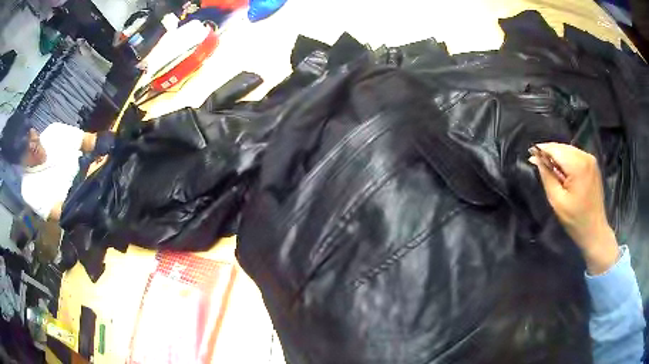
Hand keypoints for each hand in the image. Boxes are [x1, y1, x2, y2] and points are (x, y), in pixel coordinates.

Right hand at [529, 143, 618, 274]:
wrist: (595, 230)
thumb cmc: (575, 220)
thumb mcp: (557, 201)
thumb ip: (547, 176)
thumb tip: (535, 159)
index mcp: (578, 165)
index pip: (555, 149)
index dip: (541, 150)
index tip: (530, 155)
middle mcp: (585, 156)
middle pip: (562, 147)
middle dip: (549, 153)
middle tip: (538, 163)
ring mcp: (590, 159)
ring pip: (568, 149)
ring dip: (557, 156)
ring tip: (549, 168)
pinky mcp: (592, 164)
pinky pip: (575, 155)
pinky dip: (566, 159)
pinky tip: (562, 171)